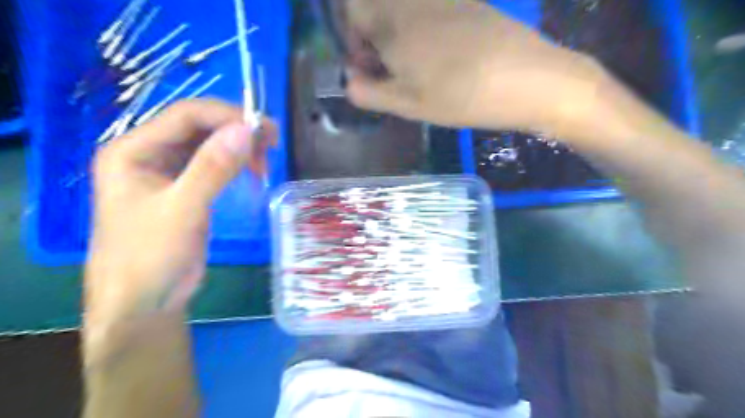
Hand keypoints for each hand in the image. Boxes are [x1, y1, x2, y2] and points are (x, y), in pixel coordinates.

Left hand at [86, 97, 276, 333]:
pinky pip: (213, 164)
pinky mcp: (186, 188)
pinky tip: (253, 170)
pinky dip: (236, 163)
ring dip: (239, 146)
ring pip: (209, 144)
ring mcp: (168, 171)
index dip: (226, 116)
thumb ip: (212, 168)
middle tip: (272, 143)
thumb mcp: (183, 210)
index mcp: (133, 150)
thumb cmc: (151, 256)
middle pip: (198, 126)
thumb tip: (245, 130)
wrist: (145, 301)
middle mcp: (149, 153)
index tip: (264, 129)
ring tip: (266, 159)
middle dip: (236, 131)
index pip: (185, 115)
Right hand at [346, 1, 606, 135]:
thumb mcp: (409, 105)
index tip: (367, 65)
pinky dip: (423, 29)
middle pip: (378, 6)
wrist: (528, 79)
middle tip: (390, 70)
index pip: (354, 10)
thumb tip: (348, 82)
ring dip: (398, 34)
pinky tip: (442, 56)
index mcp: (395, 24)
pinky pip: (431, 9)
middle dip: (374, 36)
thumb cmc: (460, 97)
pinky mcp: (469, 3)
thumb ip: (371, 93)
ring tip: (416, 68)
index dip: (353, 37)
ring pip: (405, 9)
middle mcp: (415, 3)